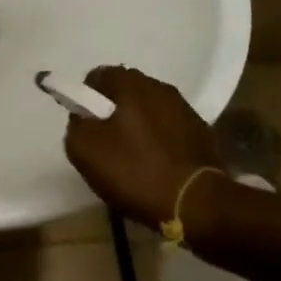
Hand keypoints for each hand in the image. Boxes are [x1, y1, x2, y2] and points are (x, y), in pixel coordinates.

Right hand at [63, 66, 222, 230]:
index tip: (85, 125)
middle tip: (105, 144)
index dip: (86, 98)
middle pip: (126, 93)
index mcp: (132, 83)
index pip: (99, 76)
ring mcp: (186, 110)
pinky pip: (170, 131)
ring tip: (132, 160)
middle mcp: (160, 87)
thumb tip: (83, 118)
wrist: (199, 205)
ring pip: (149, 112)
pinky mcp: (203, 135)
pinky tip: (156, 169)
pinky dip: (160, 143)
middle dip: (113, 113)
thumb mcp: (86, 150)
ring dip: (138, 128)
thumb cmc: (136, 171)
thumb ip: (77, 126)